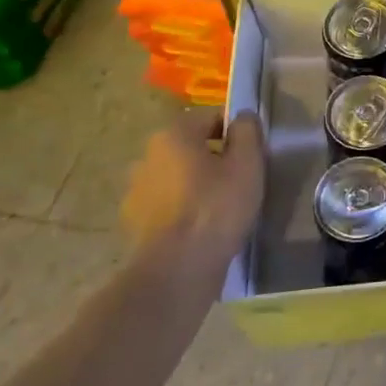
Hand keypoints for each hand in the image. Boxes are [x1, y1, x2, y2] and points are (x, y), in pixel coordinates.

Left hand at [121, 109, 263, 273]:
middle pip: (191, 147)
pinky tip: (200, 227)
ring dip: (195, 183)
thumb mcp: (248, 163)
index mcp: (174, 135)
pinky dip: (181, 208)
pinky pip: (166, 204)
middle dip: (214, 158)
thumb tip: (243, 116)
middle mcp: (147, 156)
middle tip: (239, 181)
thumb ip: (248, 131)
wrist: (177, 269)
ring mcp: (136, 191)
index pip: (211, 118)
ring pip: (176, 176)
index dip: (236, 133)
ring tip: (219, 207)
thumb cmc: (217, 207)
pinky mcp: (134, 222)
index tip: (252, 155)